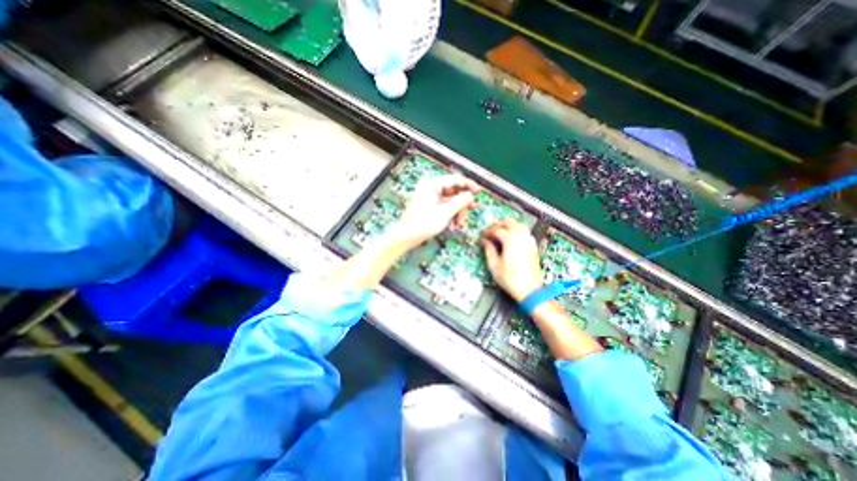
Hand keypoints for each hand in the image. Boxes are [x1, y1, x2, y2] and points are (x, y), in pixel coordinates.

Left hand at [391, 177, 480, 249]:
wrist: (405, 237)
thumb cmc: (423, 224)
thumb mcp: (444, 213)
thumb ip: (459, 202)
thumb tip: (471, 195)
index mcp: (432, 184)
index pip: (455, 179)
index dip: (468, 185)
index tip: (479, 191)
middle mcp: (431, 188)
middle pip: (453, 191)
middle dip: (462, 203)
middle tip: (471, 210)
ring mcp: (430, 197)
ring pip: (450, 200)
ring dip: (457, 211)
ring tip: (459, 224)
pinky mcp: (429, 206)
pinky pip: (444, 207)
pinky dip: (450, 214)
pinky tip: (453, 225)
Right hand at [481, 219, 540, 301]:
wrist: (530, 289)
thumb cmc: (511, 279)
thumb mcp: (494, 266)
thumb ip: (489, 250)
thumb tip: (485, 242)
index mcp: (510, 240)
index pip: (496, 229)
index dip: (488, 232)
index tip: (483, 237)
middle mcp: (521, 237)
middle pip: (508, 222)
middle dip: (498, 225)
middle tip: (490, 233)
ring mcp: (529, 240)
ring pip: (518, 224)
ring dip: (507, 227)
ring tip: (499, 235)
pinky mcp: (533, 245)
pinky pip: (524, 232)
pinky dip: (516, 231)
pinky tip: (510, 240)